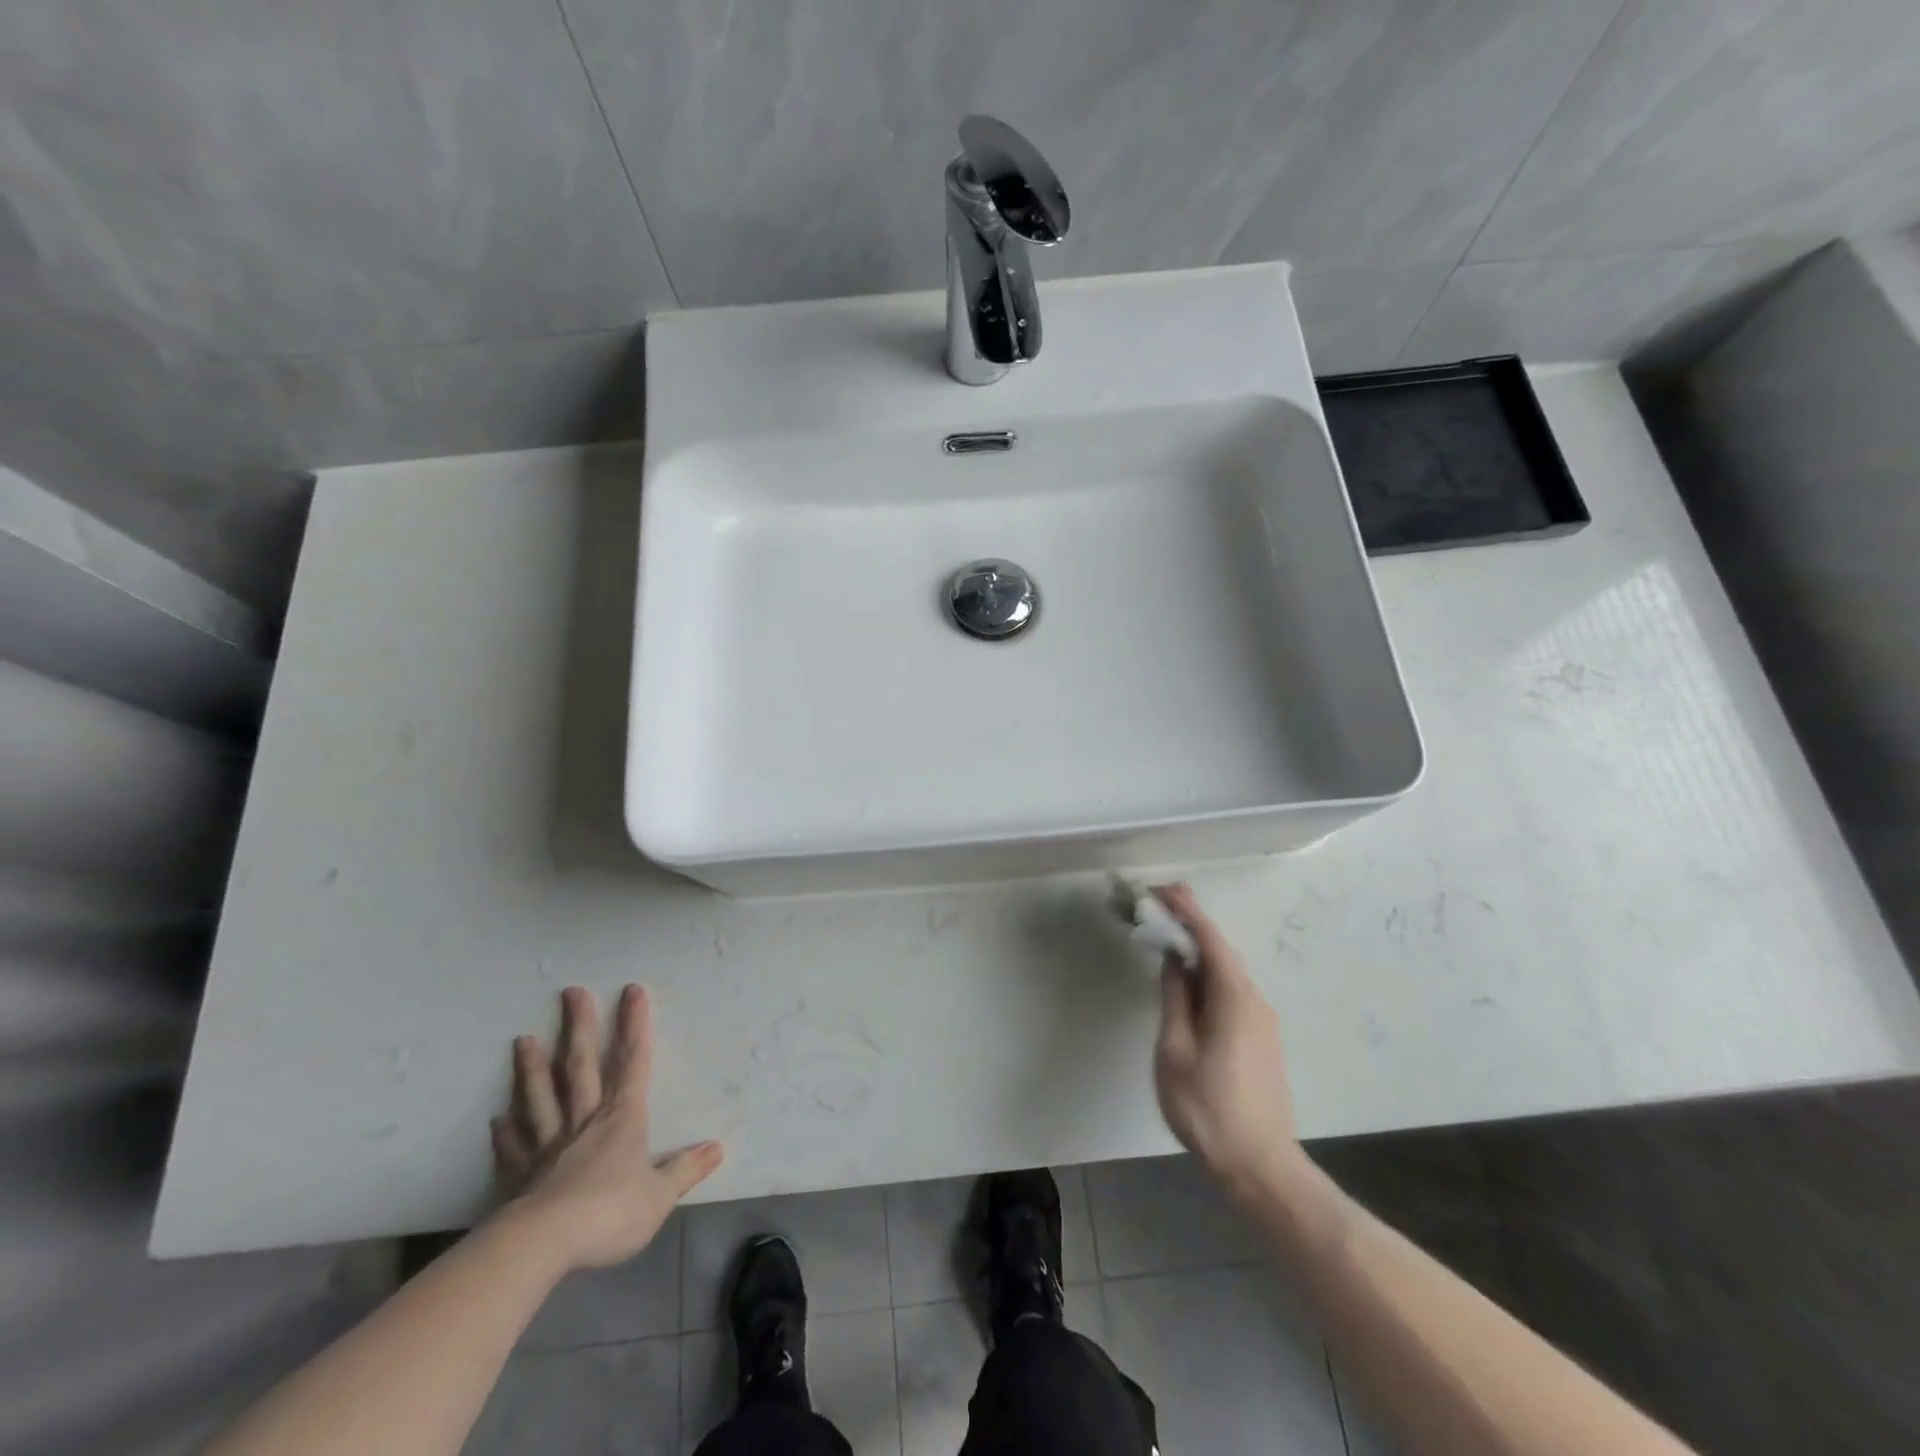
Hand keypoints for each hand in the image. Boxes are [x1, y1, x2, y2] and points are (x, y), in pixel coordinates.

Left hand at [491, 984, 723, 1272]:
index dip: (635, 1026)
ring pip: (541, 1097)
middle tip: (571, 992)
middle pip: (580, 1067)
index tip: (632, 991)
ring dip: (533, 1068)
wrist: (544, 1245)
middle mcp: (585, 1121)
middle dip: (579, 1028)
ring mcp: (549, 1146)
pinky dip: (506, 1133)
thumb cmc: (610, 1212)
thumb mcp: (660, 1195)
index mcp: (622, 1119)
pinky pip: (514, 1147)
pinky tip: (498, 1120)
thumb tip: (717, 1148)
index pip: (633, 1062)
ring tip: (523, 1040)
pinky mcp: (522, 1175)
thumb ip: (686, 1169)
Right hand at [1152, 884, 1309, 1201]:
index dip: (1186, 910)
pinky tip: (1189, 982)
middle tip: (1159, 905)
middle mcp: (1254, 1001)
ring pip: (1227, 972)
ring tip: (1168, 938)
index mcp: (1234, 998)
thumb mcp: (1175, 1050)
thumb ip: (1175, 998)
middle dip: (1191, 924)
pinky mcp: (1261, 1038)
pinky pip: (1232, 991)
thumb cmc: (1208, 1108)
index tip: (1161, 889)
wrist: (1260, 1166)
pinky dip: (1208, 974)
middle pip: (1221, 951)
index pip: (1210, 939)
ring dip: (1199, 951)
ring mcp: (1262, 1021)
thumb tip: (1174, 960)